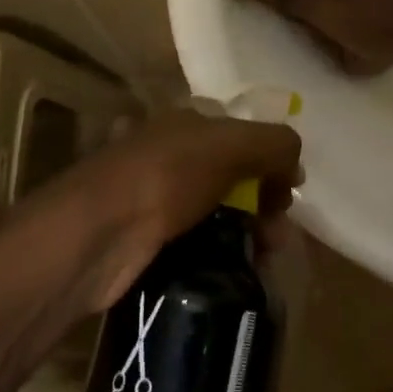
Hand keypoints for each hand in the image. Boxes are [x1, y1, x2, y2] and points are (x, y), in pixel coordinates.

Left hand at [52, 109, 301, 310]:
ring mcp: (153, 195)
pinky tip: (236, 270)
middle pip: (231, 173)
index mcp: (186, 121)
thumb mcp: (231, 145)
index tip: (288, 191)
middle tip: (277, 234)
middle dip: (262, 200)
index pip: (241, 132)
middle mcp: (169, 151)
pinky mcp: (145, 237)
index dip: (270, 157)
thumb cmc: (167, 176)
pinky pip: (195, 240)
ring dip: (246, 230)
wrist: (97, 234)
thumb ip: (273, 144)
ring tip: (264, 259)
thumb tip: (295, 160)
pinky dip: (219, 253)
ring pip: (215, 209)